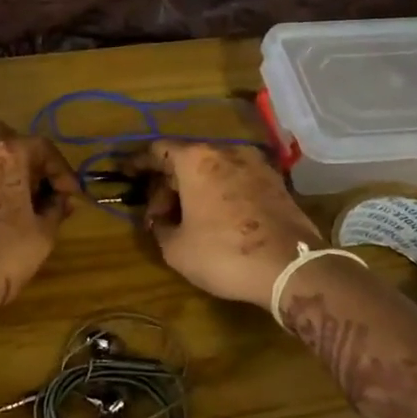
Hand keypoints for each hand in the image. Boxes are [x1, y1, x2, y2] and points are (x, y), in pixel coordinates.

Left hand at [0, 121, 80, 330]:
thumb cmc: (2, 256)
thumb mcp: (43, 236)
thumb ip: (54, 210)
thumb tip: (60, 200)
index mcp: (6, 155)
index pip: (42, 147)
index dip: (61, 171)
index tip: (69, 195)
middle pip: (0, 139)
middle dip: (20, 157)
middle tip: (32, 185)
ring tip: (5, 205)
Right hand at [132, 140, 323, 308]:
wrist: (291, 267)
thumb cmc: (224, 254)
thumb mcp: (177, 249)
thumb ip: (161, 227)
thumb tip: (161, 221)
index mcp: (196, 160)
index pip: (158, 150)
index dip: (137, 162)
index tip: (125, 173)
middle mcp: (226, 152)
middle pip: (186, 159)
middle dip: (167, 183)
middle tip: (158, 214)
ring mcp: (256, 164)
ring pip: (213, 168)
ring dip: (195, 188)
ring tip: (186, 218)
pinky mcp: (276, 182)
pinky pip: (236, 180)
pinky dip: (220, 191)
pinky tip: (216, 217)